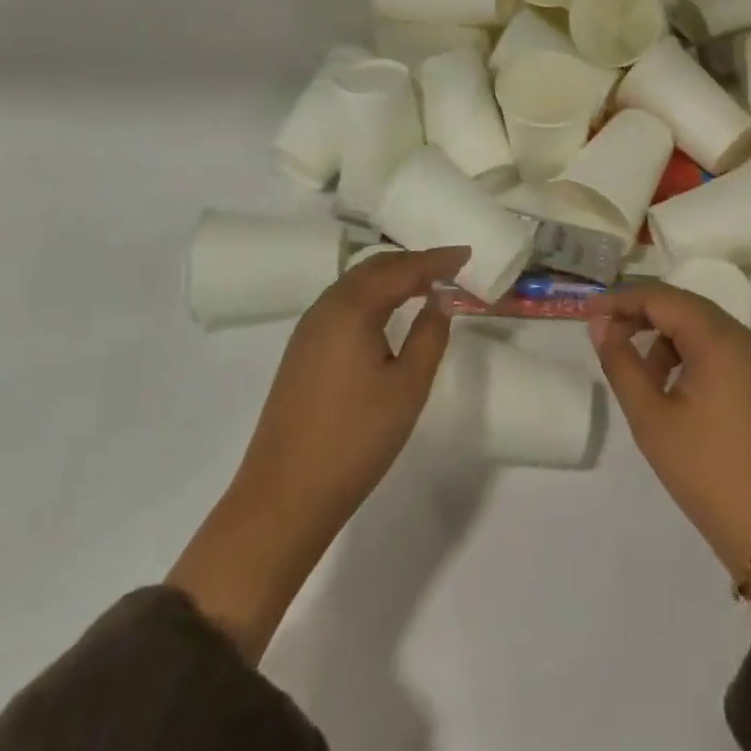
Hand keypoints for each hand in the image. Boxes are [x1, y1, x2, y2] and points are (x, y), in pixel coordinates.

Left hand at [168, 245, 467, 658]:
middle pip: (375, 268)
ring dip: (391, 277)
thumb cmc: (355, 439)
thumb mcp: (407, 387)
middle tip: (449, 266)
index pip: (402, 269)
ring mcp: (308, 329)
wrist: (284, 497)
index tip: (467, 254)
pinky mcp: (301, 351)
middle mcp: (326, 307)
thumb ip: (430, 335)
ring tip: (425, 283)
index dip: (437, 260)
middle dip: (413, 263)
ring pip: (356, 284)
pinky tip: (387, 312)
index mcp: (351, 308)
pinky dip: (372, 296)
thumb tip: (440, 300)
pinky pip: (343, 304)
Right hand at [588, 283, 750, 614]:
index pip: (660, 297)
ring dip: (664, 339)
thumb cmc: (707, 471)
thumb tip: (600, 324)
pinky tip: (672, 389)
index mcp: (718, 338)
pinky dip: (688, 355)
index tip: (586, 312)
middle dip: (640, 315)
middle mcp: (742, 337)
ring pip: (700, 328)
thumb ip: (621, 363)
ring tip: (640, 378)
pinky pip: (718, 349)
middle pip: (682, 306)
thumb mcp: (651, 418)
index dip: (620, 300)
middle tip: (605, 335)